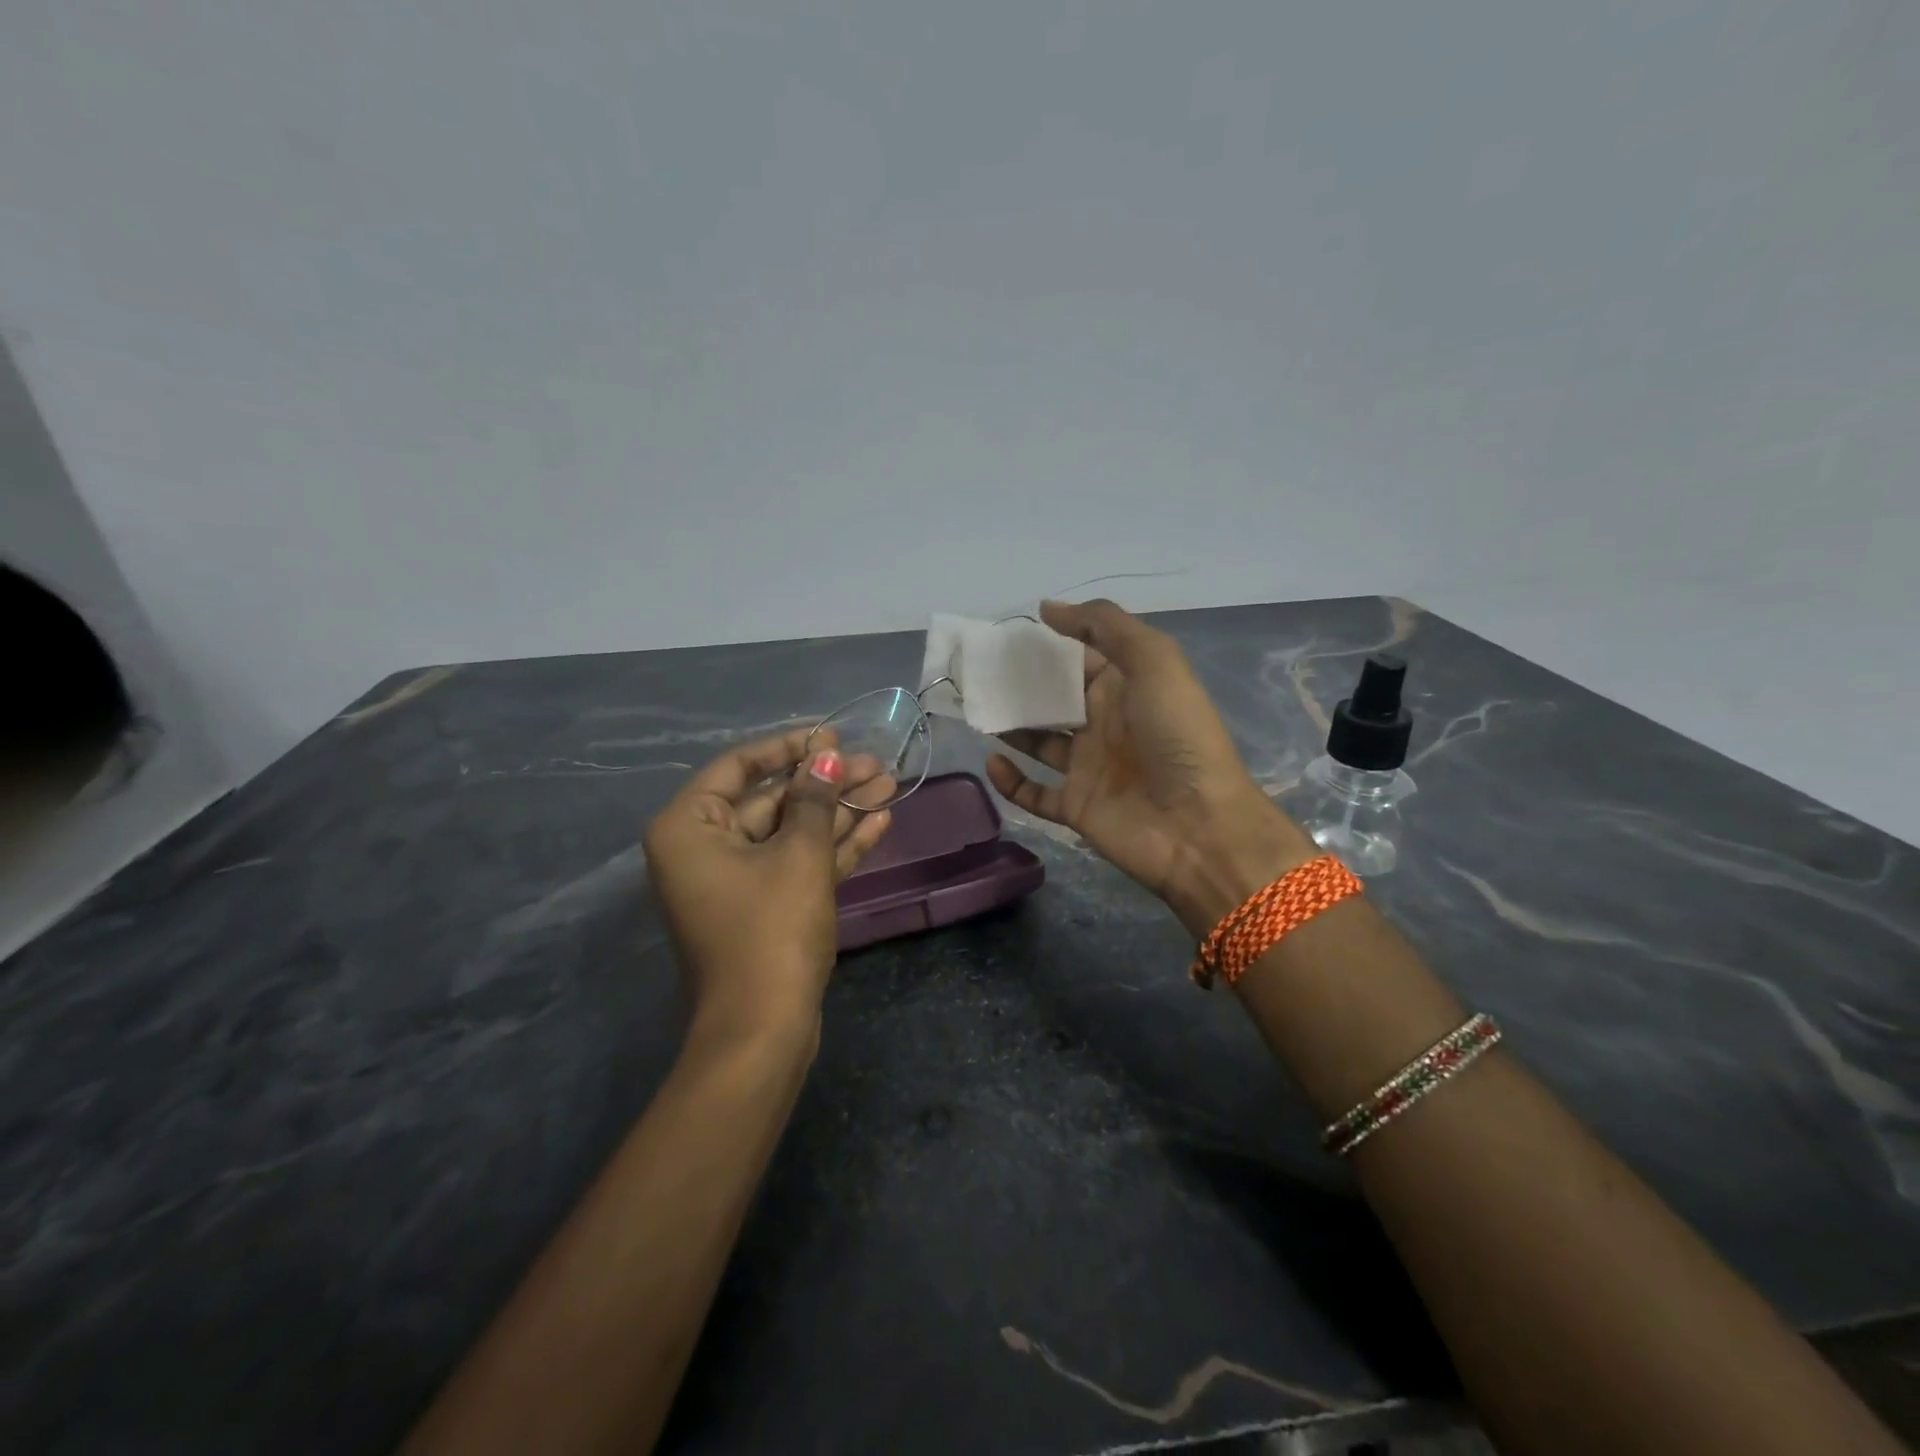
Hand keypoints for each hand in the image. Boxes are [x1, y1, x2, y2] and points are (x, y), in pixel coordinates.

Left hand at [644, 728, 893, 1042]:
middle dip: (826, 783)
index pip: (739, 767)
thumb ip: (813, 798)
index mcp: (690, 828)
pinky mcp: (765, 907)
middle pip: (772, 800)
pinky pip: (798, 863)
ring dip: (839, 811)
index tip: (832, 736)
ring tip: (888, 784)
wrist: (764, 1031)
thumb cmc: (771, 931)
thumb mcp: (798, 855)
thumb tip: (826, 755)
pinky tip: (878, 822)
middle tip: (875, 763)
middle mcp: (705, 849)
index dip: (789, 747)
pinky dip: (835, 845)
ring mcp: (736, 881)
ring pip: (792, 832)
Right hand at [985, 600, 1314, 935]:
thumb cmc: (1177, 734)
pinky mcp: (1075, 807)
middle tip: (977, 671)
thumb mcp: (1154, 660)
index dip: (1049, 644)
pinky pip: (1034, 793)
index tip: (1006, 633)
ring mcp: (1088, 768)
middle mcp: (1105, 724)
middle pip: (1055, 698)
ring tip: (976, 709)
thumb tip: (1048, 608)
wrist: (1198, 824)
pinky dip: (1011, 781)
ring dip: (1011, 727)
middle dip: (1020, 684)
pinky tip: (992, 760)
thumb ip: (1104, 626)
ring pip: (1039, 742)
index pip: (1081, 657)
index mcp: (1126, 687)